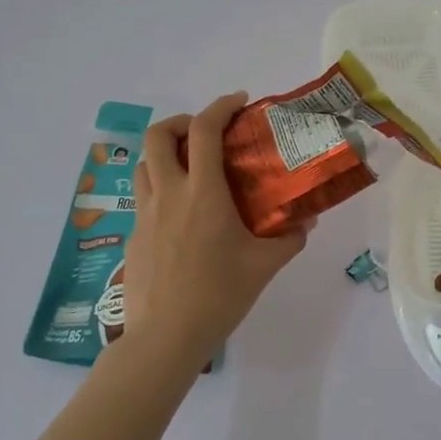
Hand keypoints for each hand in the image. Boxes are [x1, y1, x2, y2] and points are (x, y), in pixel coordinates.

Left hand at [121, 93, 310, 373]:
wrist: (165, 337)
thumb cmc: (218, 296)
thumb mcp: (264, 265)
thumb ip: (289, 238)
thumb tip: (306, 221)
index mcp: (203, 193)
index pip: (204, 131)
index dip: (220, 107)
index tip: (239, 103)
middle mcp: (168, 194)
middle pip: (158, 135)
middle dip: (181, 122)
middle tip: (206, 134)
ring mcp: (145, 214)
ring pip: (144, 163)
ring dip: (165, 152)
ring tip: (191, 167)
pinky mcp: (134, 235)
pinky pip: (143, 195)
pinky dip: (161, 185)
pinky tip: (182, 213)